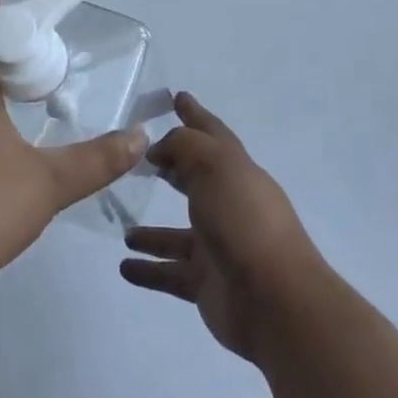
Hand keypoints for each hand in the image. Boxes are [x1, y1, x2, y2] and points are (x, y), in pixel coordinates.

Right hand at [120, 94, 325, 361]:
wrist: (274, 299)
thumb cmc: (244, 221)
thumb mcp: (215, 166)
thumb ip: (184, 147)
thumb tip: (161, 149)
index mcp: (236, 172)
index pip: (212, 134)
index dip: (194, 114)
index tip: (176, 97)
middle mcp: (228, 205)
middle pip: (195, 180)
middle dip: (172, 168)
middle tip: (139, 160)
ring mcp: (217, 247)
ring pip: (177, 234)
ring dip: (152, 231)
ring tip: (123, 228)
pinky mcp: (206, 284)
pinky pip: (169, 273)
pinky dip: (148, 269)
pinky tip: (124, 266)